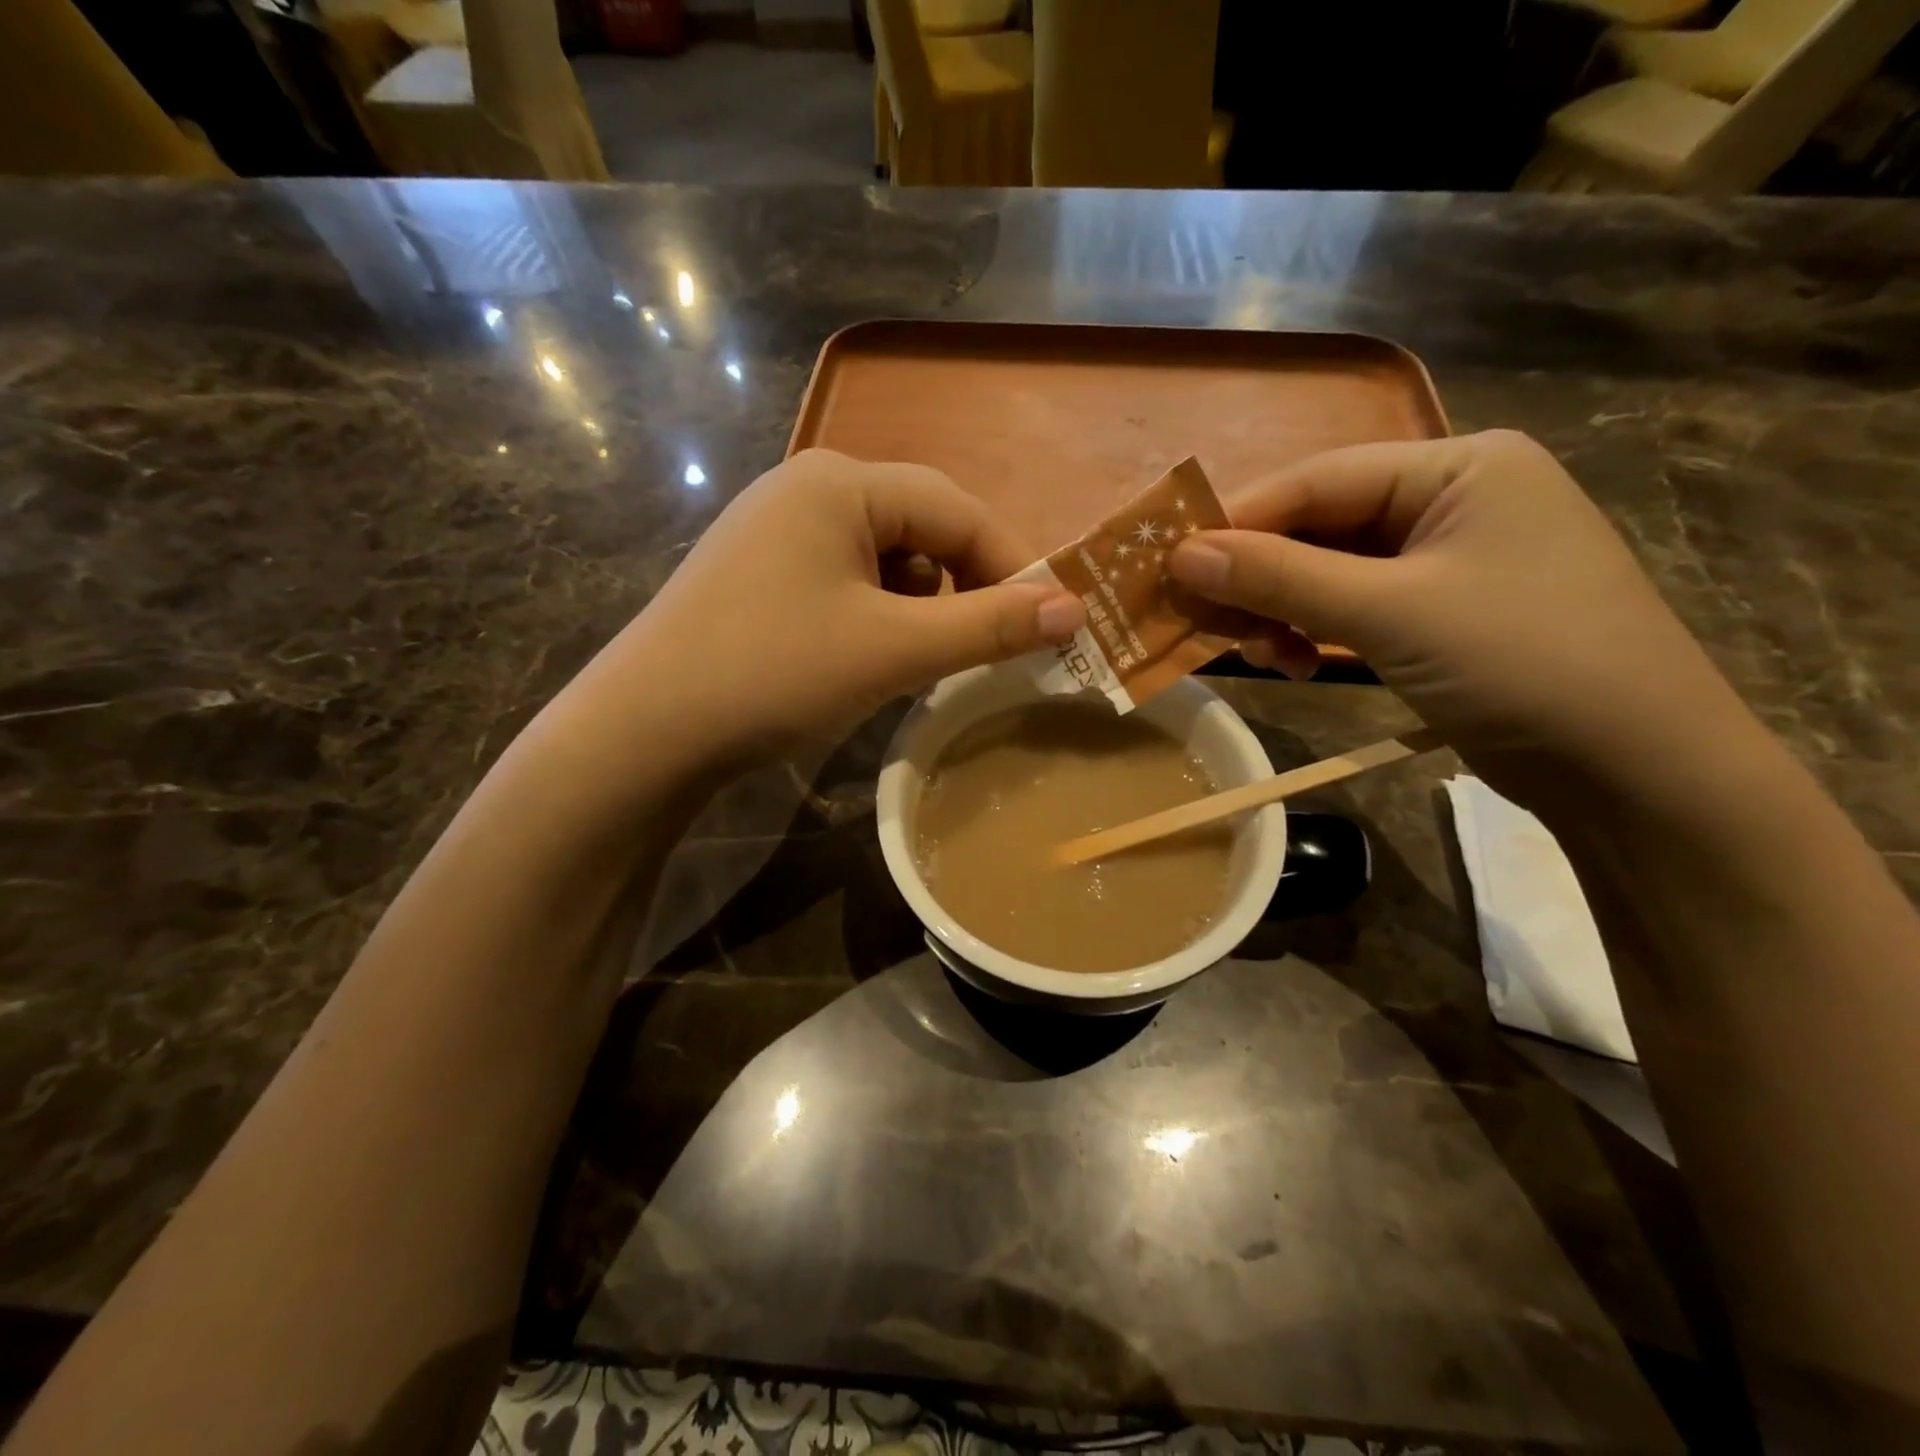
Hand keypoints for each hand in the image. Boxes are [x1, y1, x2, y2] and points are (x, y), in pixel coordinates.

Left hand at [561, 450, 1083, 769]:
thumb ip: (988, 627)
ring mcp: (776, 530)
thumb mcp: (892, 650)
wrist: (644, 731)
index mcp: (841, 483)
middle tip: (985, 649)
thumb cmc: (774, 673)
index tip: (1046, 626)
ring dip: (919, 607)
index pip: (958, 510)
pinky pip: (845, 581)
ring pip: (885, 559)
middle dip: (962, 588)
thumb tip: (1076, 609)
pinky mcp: (759, 573)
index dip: (1010, 567)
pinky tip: (865, 658)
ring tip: (918, 661)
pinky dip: (876, 616)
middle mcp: (808, 488)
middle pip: (921, 528)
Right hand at [1167, 430, 1756, 792]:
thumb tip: (1182, 555)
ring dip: (1281, 610)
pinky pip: (1352, 607)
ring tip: (1255, 653)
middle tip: (1200, 617)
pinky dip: (1312, 632)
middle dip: (1258, 575)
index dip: (1238, 520)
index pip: (1317, 480)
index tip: (1170, 562)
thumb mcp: (1390, 613)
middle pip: (1319, 526)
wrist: (1636, 771)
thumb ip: (1281, 578)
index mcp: (1458, 467)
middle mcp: (1452, 499)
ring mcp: (1446, 559)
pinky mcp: (1439, 612)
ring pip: (1328, 572)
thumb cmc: (1522, 663)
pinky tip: (1293, 663)